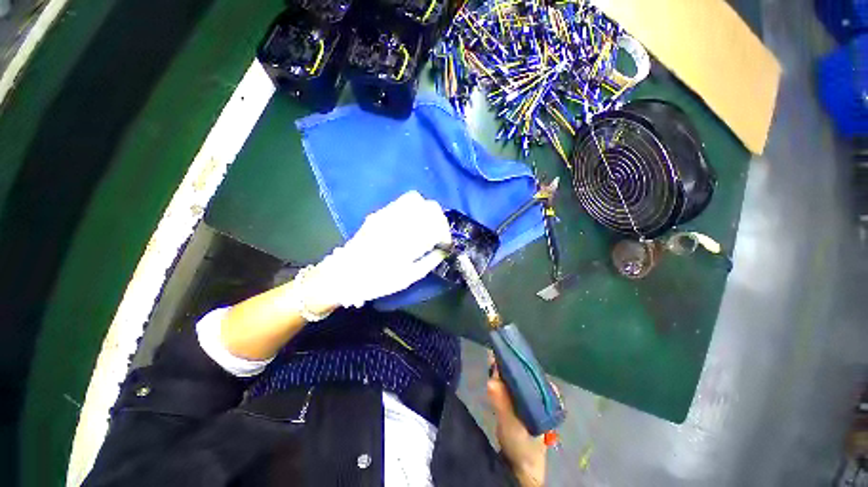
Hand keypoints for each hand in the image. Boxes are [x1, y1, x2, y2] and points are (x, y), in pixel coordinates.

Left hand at [303, 191, 451, 309]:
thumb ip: (429, 262)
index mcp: (408, 242)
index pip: (437, 225)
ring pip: (416, 200)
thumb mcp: (407, 278)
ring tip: (426, 225)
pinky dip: (413, 209)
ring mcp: (387, 215)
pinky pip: (401, 202)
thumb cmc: (377, 281)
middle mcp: (399, 223)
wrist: (344, 274)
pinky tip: (411, 222)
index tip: (445, 243)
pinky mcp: (379, 213)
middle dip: (440, 219)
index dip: (445, 233)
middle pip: (430, 208)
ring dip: (426, 211)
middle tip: (438, 233)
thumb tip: (443, 250)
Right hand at [488, 353, 546, 486]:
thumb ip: (502, 404)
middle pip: (523, 370)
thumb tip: (492, 380)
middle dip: (507, 362)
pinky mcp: (522, 398)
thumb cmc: (522, 446)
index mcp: (547, 395)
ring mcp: (532, 394)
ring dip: (503, 367)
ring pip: (516, 375)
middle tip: (492, 354)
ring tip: (491, 357)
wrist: (522, 465)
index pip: (531, 370)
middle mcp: (542, 391)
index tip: (501, 353)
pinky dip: (502, 375)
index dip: (516, 361)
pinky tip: (493, 370)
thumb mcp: (511, 426)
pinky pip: (511, 382)